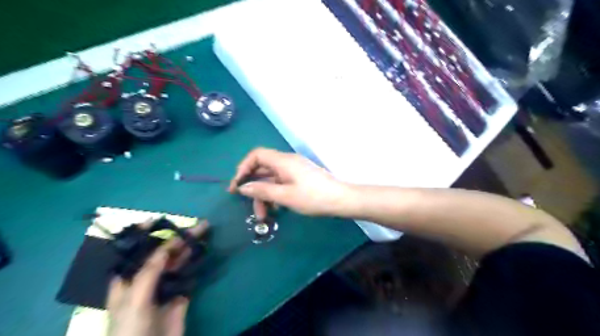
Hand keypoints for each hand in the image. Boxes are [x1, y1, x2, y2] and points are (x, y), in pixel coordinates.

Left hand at [108, 221, 208, 335]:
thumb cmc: (130, 329)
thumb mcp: (135, 299)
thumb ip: (149, 272)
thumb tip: (165, 248)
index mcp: (128, 279)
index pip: (136, 251)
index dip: (145, 234)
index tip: (160, 219)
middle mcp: (146, 279)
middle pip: (163, 253)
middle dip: (177, 238)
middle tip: (198, 226)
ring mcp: (165, 287)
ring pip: (178, 262)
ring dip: (189, 248)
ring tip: (205, 234)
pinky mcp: (180, 295)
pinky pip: (189, 276)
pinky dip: (196, 264)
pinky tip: (203, 253)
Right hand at [231, 149, 352, 218]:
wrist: (341, 200)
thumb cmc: (313, 197)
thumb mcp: (285, 196)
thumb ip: (262, 190)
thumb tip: (243, 187)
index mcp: (283, 161)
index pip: (256, 155)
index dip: (244, 167)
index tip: (237, 185)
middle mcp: (287, 162)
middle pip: (263, 169)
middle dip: (253, 187)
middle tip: (247, 204)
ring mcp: (294, 170)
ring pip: (272, 179)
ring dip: (264, 195)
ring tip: (264, 215)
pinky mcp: (300, 178)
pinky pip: (281, 182)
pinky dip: (275, 194)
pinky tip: (276, 208)